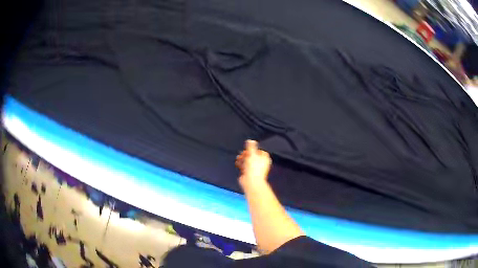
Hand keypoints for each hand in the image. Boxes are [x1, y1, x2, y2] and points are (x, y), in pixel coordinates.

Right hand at [236, 140, 271, 188]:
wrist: (250, 182)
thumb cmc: (254, 169)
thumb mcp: (252, 154)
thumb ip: (251, 146)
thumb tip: (251, 140)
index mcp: (265, 159)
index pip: (259, 151)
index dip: (253, 149)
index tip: (248, 149)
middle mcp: (261, 164)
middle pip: (253, 156)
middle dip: (246, 154)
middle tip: (242, 154)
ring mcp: (255, 169)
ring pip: (248, 161)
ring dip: (242, 159)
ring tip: (238, 158)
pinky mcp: (249, 173)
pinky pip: (244, 166)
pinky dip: (241, 164)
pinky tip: (238, 163)